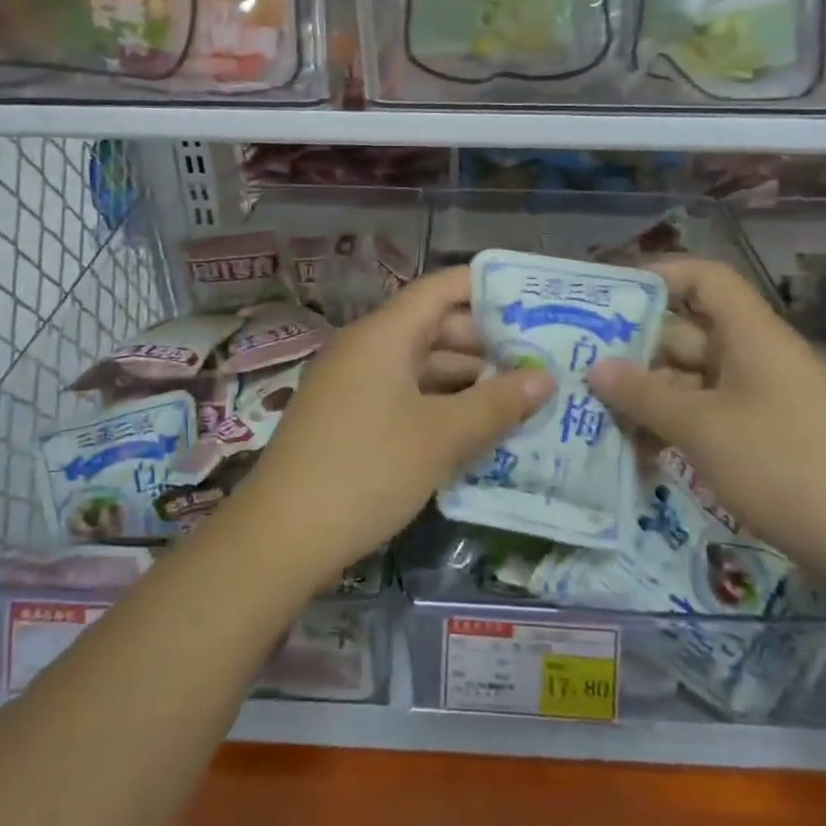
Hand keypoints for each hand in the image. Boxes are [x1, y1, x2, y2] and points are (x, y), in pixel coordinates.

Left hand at [235, 267, 553, 585]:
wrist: (281, 536)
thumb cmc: (367, 471)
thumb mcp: (441, 437)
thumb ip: (496, 404)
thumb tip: (545, 378)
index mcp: (383, 334)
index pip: (441, 289)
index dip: (487, 288)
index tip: (534, 301)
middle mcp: (366, 348)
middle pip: (433, 327)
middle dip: (486, 344)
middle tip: (540, 360)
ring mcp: (353, 385)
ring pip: (420, 366)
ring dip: (466, 381)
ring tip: (520, 399)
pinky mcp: (348, 419)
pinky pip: (403, 396)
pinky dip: (440, 405)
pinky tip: (476, 430)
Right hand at [585, 257, 825, 580]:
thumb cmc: (781, 465)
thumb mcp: (701, 427)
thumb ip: (644, 394)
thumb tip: (596, 367)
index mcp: (751, 335)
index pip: (706, 279)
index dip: (660, 276)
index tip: (613, 297)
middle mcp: (756, 356)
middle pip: (689, 333)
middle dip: (637, 350)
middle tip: (583, 367)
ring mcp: (762, 398)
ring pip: (693, 380)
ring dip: (650, 396)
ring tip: (600, 415)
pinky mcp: (765, 436)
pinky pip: (709, 414)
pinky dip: (676, 425)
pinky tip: (639, 451)